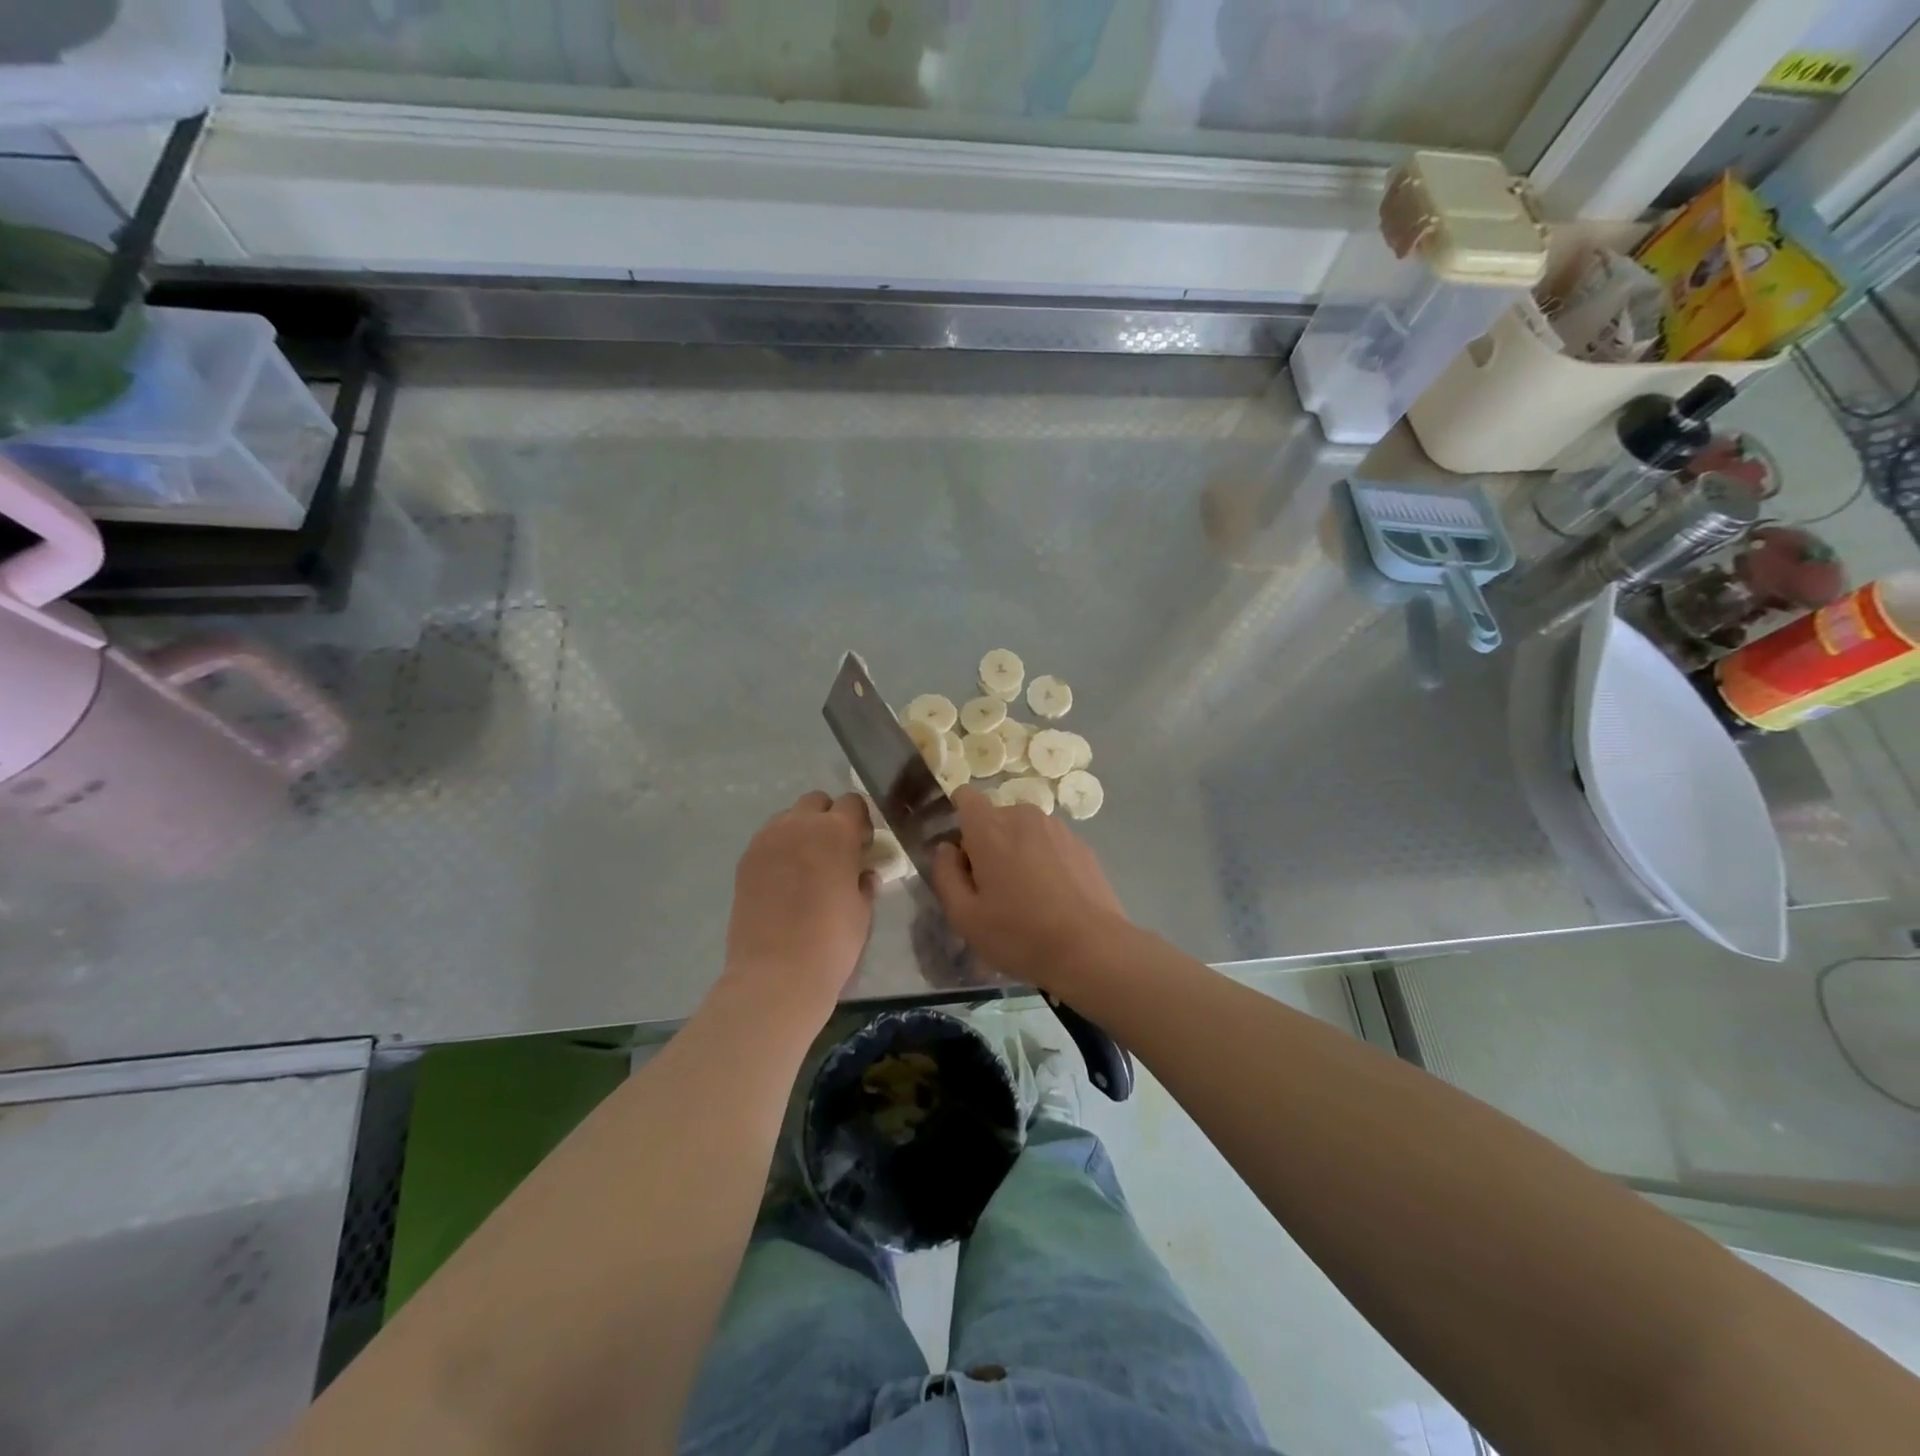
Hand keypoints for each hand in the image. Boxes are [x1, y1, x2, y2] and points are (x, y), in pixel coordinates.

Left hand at [722, 791, 875, 1020]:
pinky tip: (784, 881)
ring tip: (806, 867)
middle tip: (835, 852)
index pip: (853, 802)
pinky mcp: (745, 860)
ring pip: (788, 818)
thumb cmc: (833, 941)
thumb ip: (864, 881)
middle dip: (828, 819)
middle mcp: (799, 824)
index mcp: (836, 831)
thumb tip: (863, 873)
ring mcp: (767, 840)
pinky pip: (768, 841)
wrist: (777, 973)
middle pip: (816, 801)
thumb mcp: (863, 910)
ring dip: (801, 831)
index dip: (860, 821)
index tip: (862, 846)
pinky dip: (779, 850)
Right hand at [929, 786, 1131, 986]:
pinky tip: (1053, 899)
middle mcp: (1024, 816)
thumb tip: (946, 849)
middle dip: (987, 844)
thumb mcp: (964, 916)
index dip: (958, 819)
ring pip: (1024, 831)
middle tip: (991, 888)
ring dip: (1018, 852)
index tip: (960, 853)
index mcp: (990, 828)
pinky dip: (1045, 861)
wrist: (1092, 949)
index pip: (965, 796)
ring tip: (1025, 896)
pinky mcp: (1082, 846)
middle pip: (995, 818)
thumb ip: (945, 874)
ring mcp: (1058, 829)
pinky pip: (1050, 845)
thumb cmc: (1019, 934)